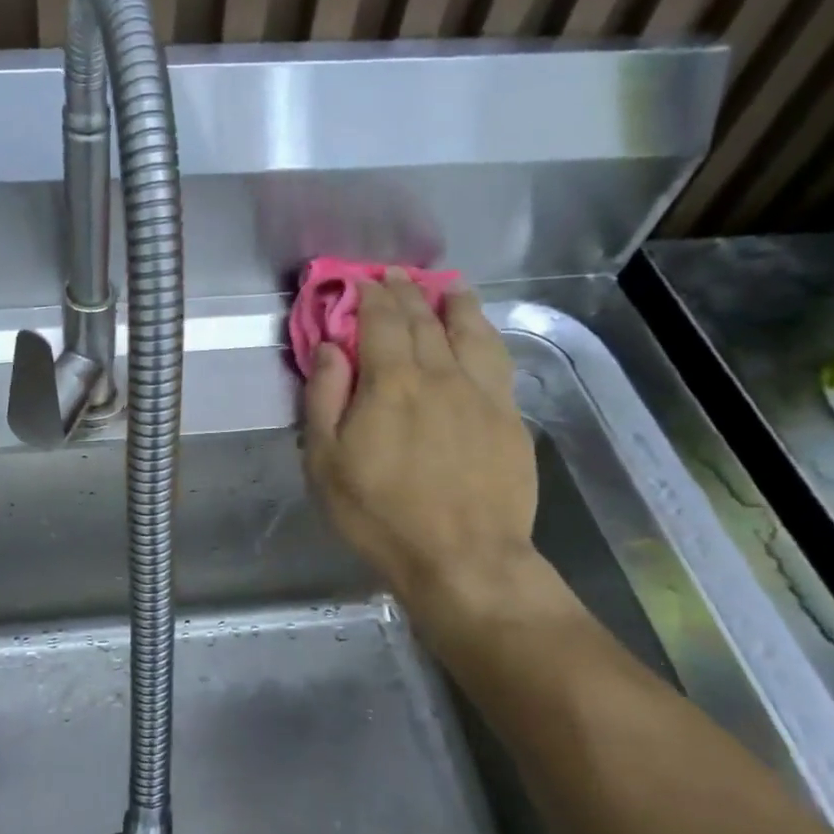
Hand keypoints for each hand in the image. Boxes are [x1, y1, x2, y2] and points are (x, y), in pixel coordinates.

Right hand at [303, 273, 536, 600]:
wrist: (462, 557)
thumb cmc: (379, 513)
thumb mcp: (326, 462)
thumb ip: (324, 398)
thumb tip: (329, 347)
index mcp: (392, 382)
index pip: (381, 321)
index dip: (370, 296)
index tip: (361, 280)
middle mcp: (441, 374)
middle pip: (425, 319)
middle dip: (407, 292)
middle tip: (396, 276)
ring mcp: (482, 394)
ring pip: (471, 331)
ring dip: (456, 303)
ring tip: (448, 286)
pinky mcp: (509, 417)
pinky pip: (498, 360)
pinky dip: (485, 335)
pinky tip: (481, 334)